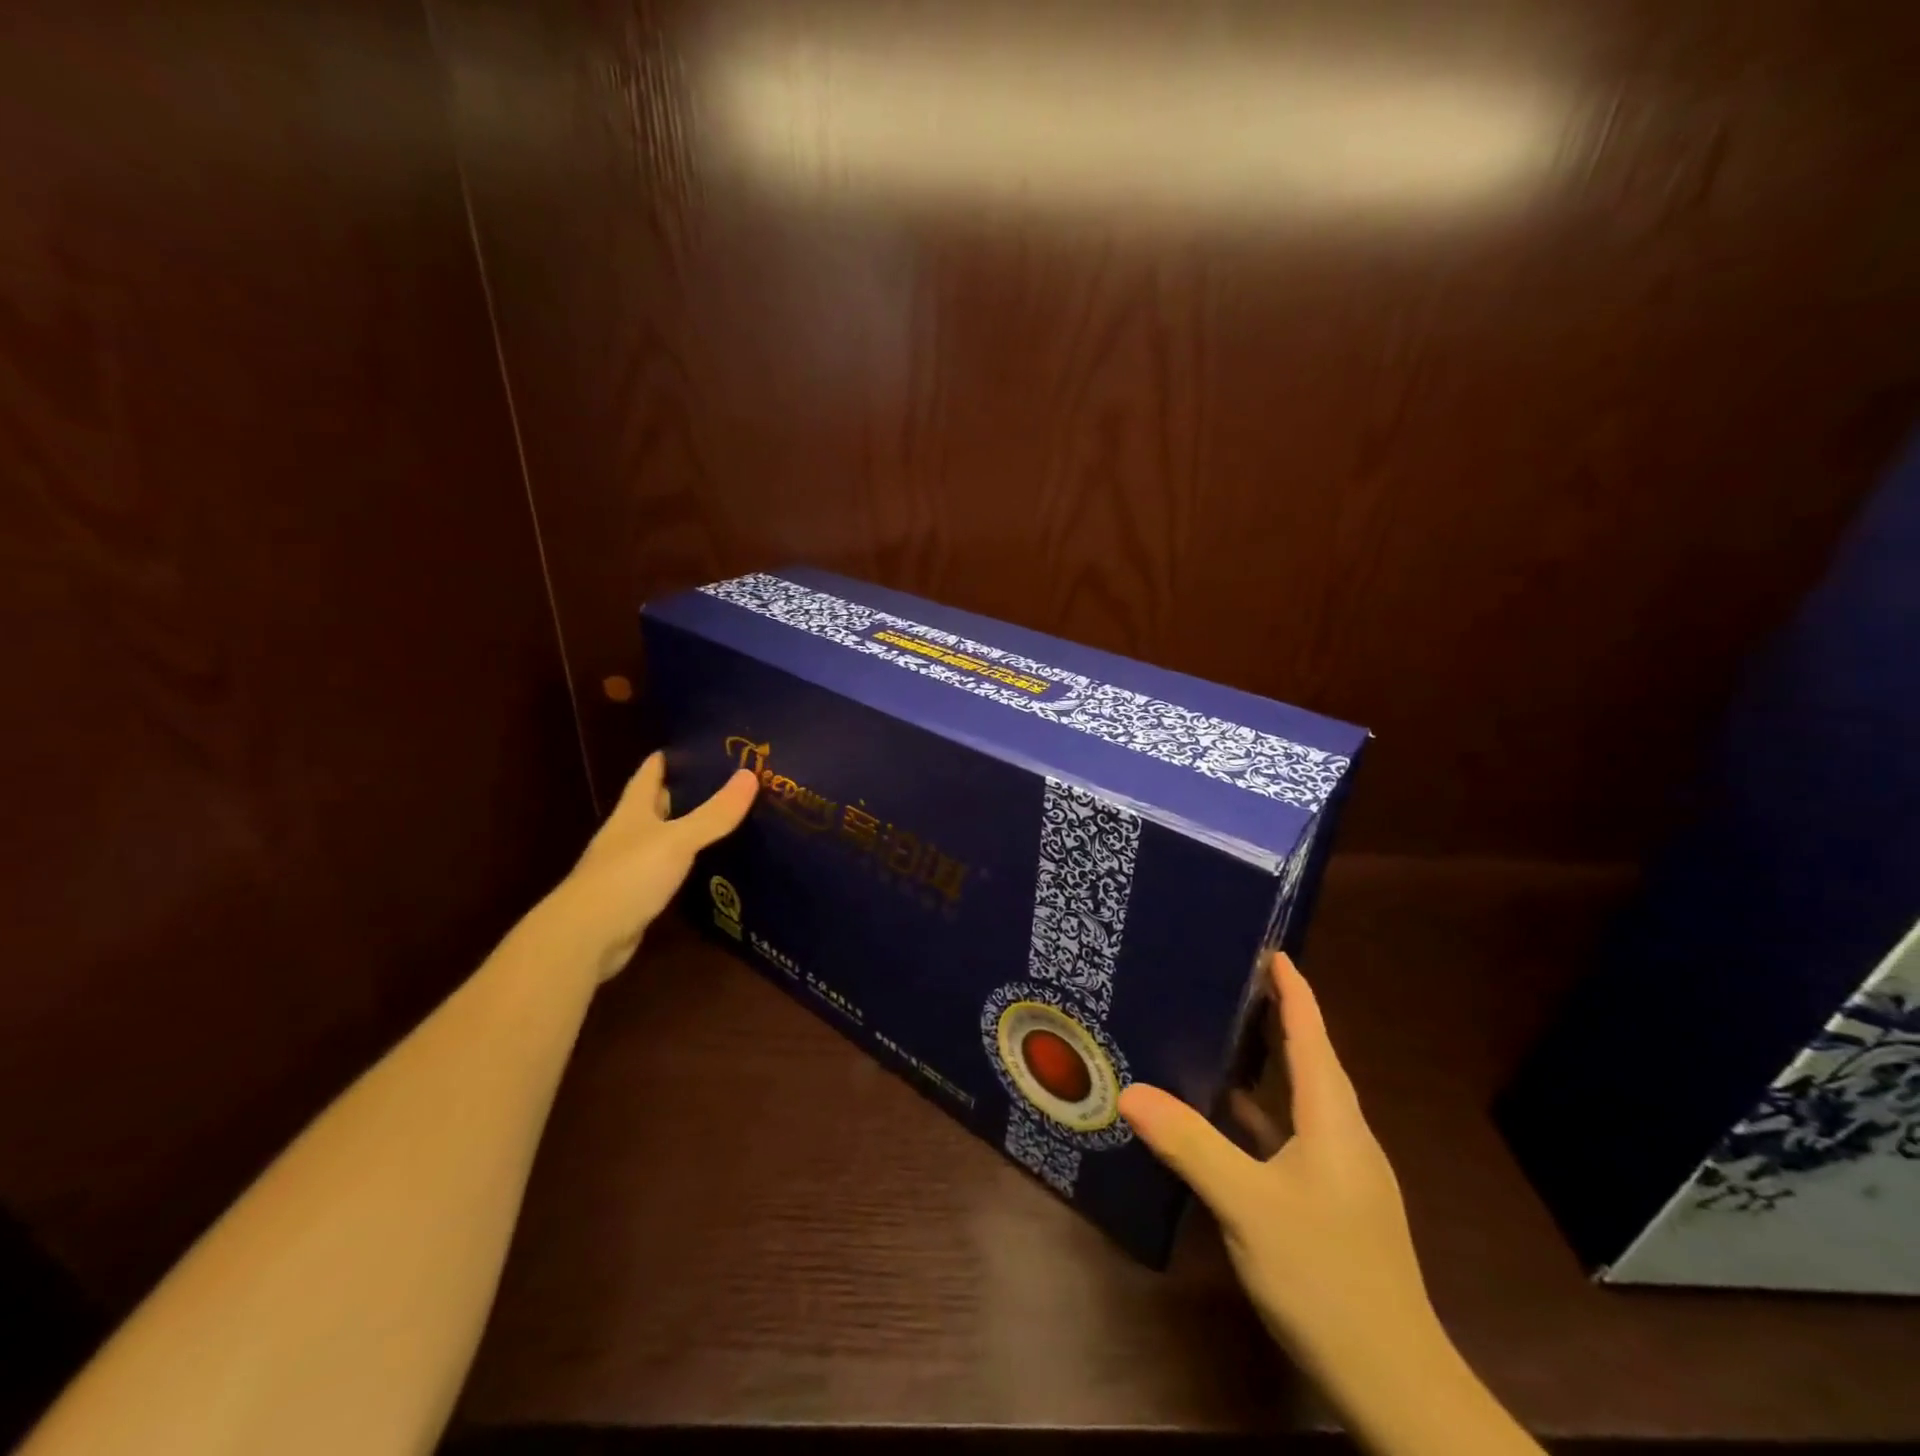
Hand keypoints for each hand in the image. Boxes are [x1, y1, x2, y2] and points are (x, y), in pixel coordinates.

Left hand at [545, 752, 757, 981]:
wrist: (586, 938)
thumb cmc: (627, 877)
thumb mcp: (677, 840)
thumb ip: (714, 813)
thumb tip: (750, 775)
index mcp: (633, 812)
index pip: (650, 774)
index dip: (670, 758)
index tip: (700, 745)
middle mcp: (629, 835)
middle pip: (658, 805)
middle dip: (687, 793)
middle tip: (728, 783)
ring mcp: (630, 867)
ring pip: (665, 839)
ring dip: (690, 830)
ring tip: (729, 820)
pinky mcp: (637, 897)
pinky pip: (668, 871)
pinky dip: (688, 865)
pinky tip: (712, 866)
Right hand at [1119, 952, 1434, 1383]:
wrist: (1396, 1385)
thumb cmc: (1327, 1277)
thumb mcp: (1249, 1207)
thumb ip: (1191, 1145)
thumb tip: (1131, 1091)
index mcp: (1334, 1120)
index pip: (1313, 1035)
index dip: (1293, 989)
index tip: (1270, 948)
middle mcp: (1344, 1136)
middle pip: (1311, 1060)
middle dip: (1278, 1016)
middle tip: (1231, 980)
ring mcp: (1342, 1173)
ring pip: (1302, 1100)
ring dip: (1270, 1063)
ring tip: (1222, 1035)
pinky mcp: (1333, 1203)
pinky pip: (1294, 1135)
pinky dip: (1263, 1114)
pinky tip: (1229, 1120)